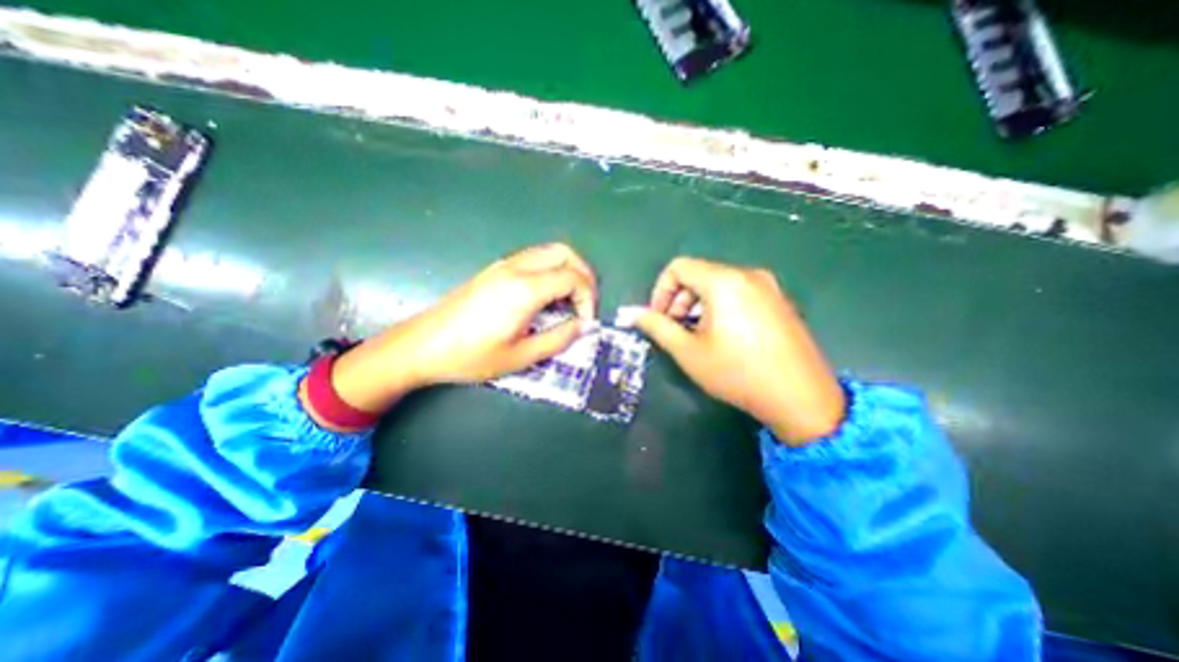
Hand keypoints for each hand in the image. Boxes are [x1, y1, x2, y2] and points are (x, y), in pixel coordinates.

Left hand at [317, 243, 593, 423]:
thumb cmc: (471, 356)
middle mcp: (517, 268)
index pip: (573, 277)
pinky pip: (534, 259)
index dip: (588, 298)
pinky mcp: (495, 269)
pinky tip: (547, 297)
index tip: (585, 321)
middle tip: (585, 303)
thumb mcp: (521, 356)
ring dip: (567, 270)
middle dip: (584, 275)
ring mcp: (503, 265)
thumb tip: (581, 326)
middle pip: (564, 253)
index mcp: (525, 289)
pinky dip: (551, 271)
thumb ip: (558, 339)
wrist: (422, 345)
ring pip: (549, 252)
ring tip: (569, 301)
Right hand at [635, 256, 847, 444]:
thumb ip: (656, 326)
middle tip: (676, 331)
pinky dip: (720, 307)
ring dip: (698, 305)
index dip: (661, 291)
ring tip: (699, 337)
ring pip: (718, 284)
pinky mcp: (779, 300)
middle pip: (699, 274)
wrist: (801, 397)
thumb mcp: (688, 351)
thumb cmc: (737, 373)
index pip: (678, 267)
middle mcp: (748, 274)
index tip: (659, 319)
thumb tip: (630, 313)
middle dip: (679, 300)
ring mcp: (768, 286)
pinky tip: (724, 337)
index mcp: (724, 281)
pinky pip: (739, 292)